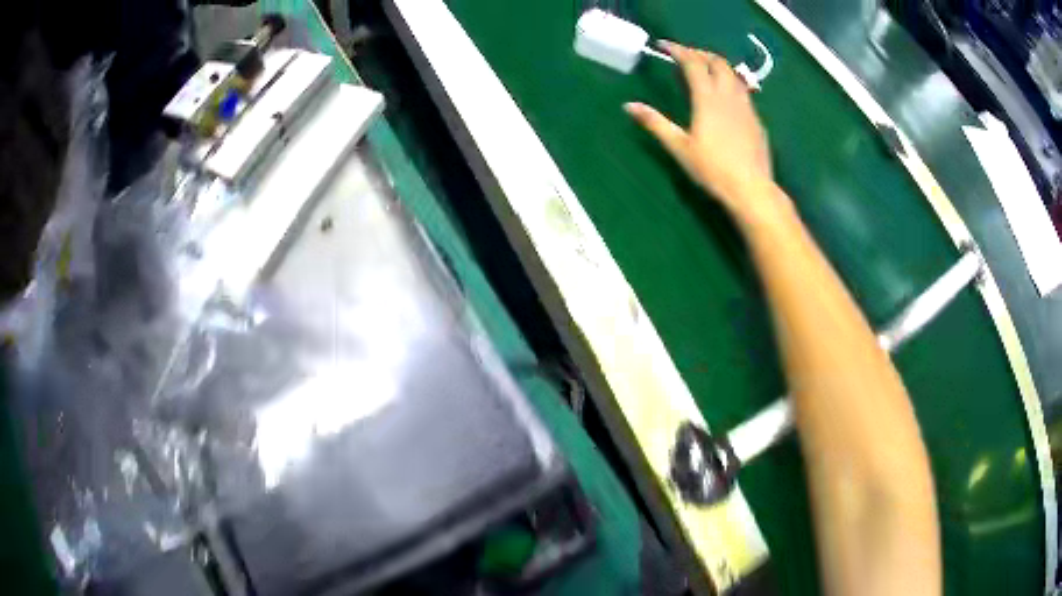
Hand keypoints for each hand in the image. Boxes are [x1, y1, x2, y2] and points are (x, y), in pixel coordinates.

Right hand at [625, 42, 773, 211]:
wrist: (752, 189)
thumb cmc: (713, 170)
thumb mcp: (679, 147)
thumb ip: (655, 123)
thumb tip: (629, 106)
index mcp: (707, 99)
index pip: (693, 63)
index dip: (678, 50)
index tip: (664, 45)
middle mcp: (728, 96)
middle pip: (717, 62)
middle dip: (700, 53)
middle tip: (685, 55)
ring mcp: (746, 107)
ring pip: (733, 74)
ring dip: (717, 65)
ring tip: (705, 68)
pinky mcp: (756, 119)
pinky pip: (743, 90)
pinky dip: (730, 81)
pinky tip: (725, 94)